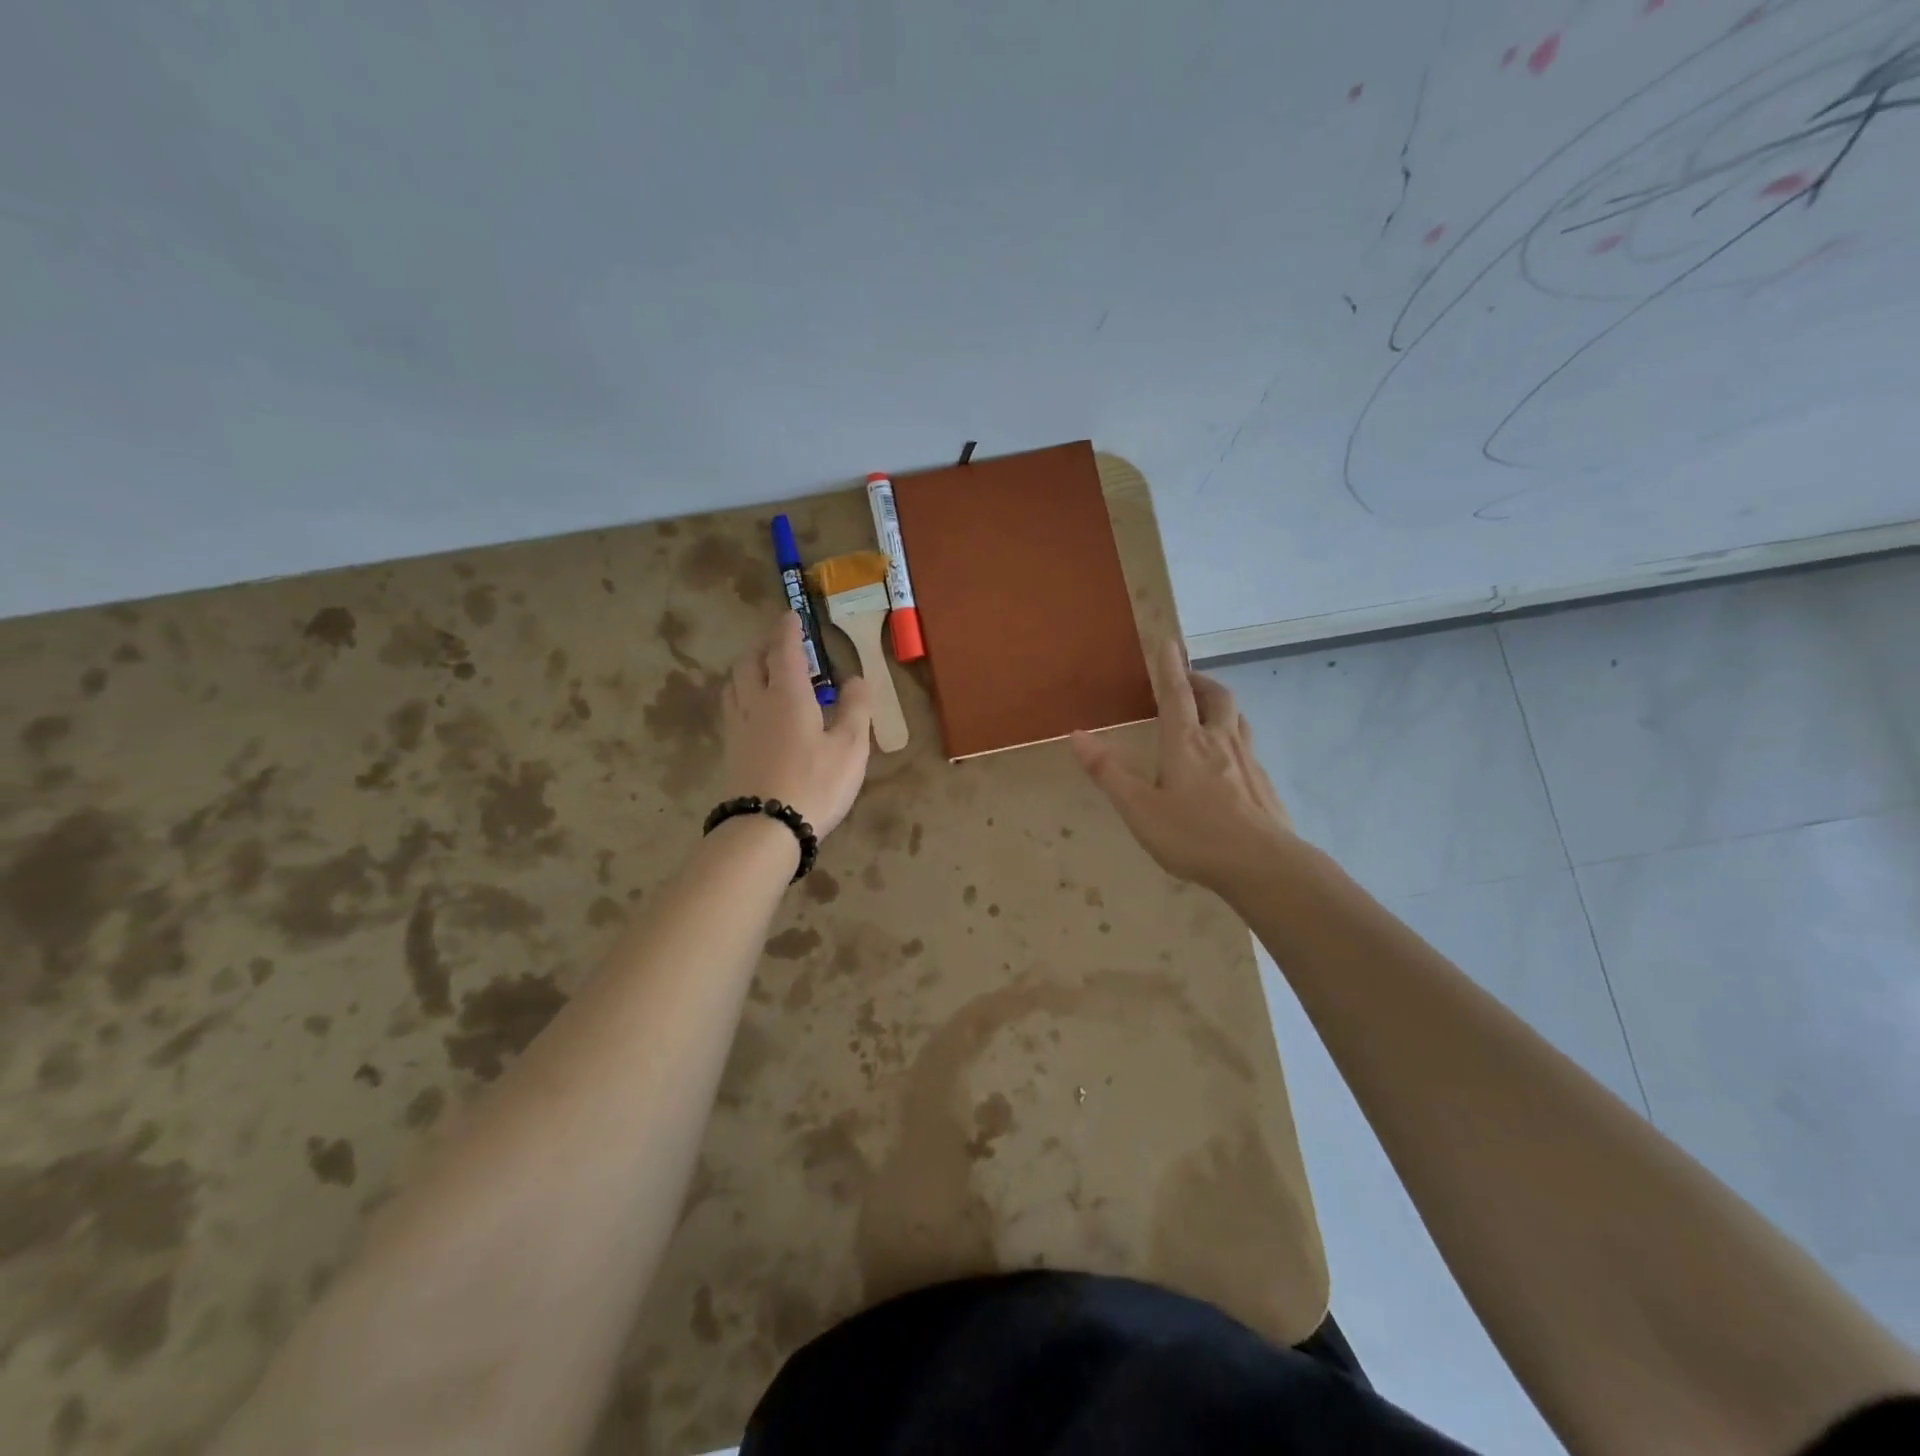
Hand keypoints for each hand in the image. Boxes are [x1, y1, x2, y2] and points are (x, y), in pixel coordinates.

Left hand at [722, 613, 872, 836]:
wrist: (765, 828)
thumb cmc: (815, 784)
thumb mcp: (850, 747)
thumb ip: (855, 709)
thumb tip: (857, 678)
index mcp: (787, 695)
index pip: (784, 650)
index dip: (788, 630)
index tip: (791, 615)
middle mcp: (756, 703)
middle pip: (751, 662)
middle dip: (764, 646)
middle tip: (779, 642)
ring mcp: (739, 727)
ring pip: (735, 683)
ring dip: (748, 667)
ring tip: (762, 669)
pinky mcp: (731, 750)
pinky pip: (732, 706)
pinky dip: (741, 692)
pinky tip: (752, 707)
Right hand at [1071, 640, 1295, 893]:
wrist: (1265, 866)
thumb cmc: (1195, 835)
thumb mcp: (1140, 808)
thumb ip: (1109, 772)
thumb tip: (1077, 736)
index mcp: (1186, 742)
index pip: (1176, 693)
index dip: (1169, 666)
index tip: (1168, 641)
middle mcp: (1220, 741)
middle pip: (1217, 697)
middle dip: (1200, 681)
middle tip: (1187, 680)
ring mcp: (1248, 761)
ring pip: (1238, 718)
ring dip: (1221, 706)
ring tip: (1208, 713)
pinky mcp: (1264, 784)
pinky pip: (1248, 747)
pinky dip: (1234, 738)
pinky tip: (1228, 764)